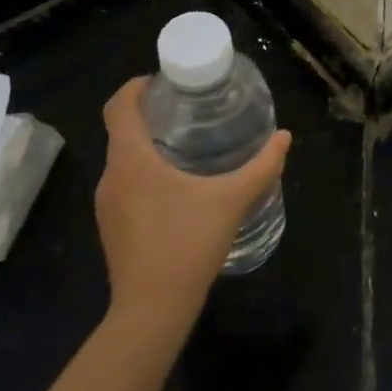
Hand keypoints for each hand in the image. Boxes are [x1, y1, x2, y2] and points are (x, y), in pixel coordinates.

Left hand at [94, 77, 290, 336]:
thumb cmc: (187, 243)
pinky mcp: (112, 227)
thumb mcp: (232, 200)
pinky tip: (178, 187)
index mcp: (131, 160)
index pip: (118, 107)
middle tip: (189, 109)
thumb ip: (262, 167)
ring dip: (148, 145)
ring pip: (123, 160)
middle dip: (150, 114)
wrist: (152, 310)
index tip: (163, 80)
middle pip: (121, 131)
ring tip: (188, 144)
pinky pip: (125, 184)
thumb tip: (284, 137)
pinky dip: (145, 172)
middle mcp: (111, 176)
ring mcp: (107, 205)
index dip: (135, 87)